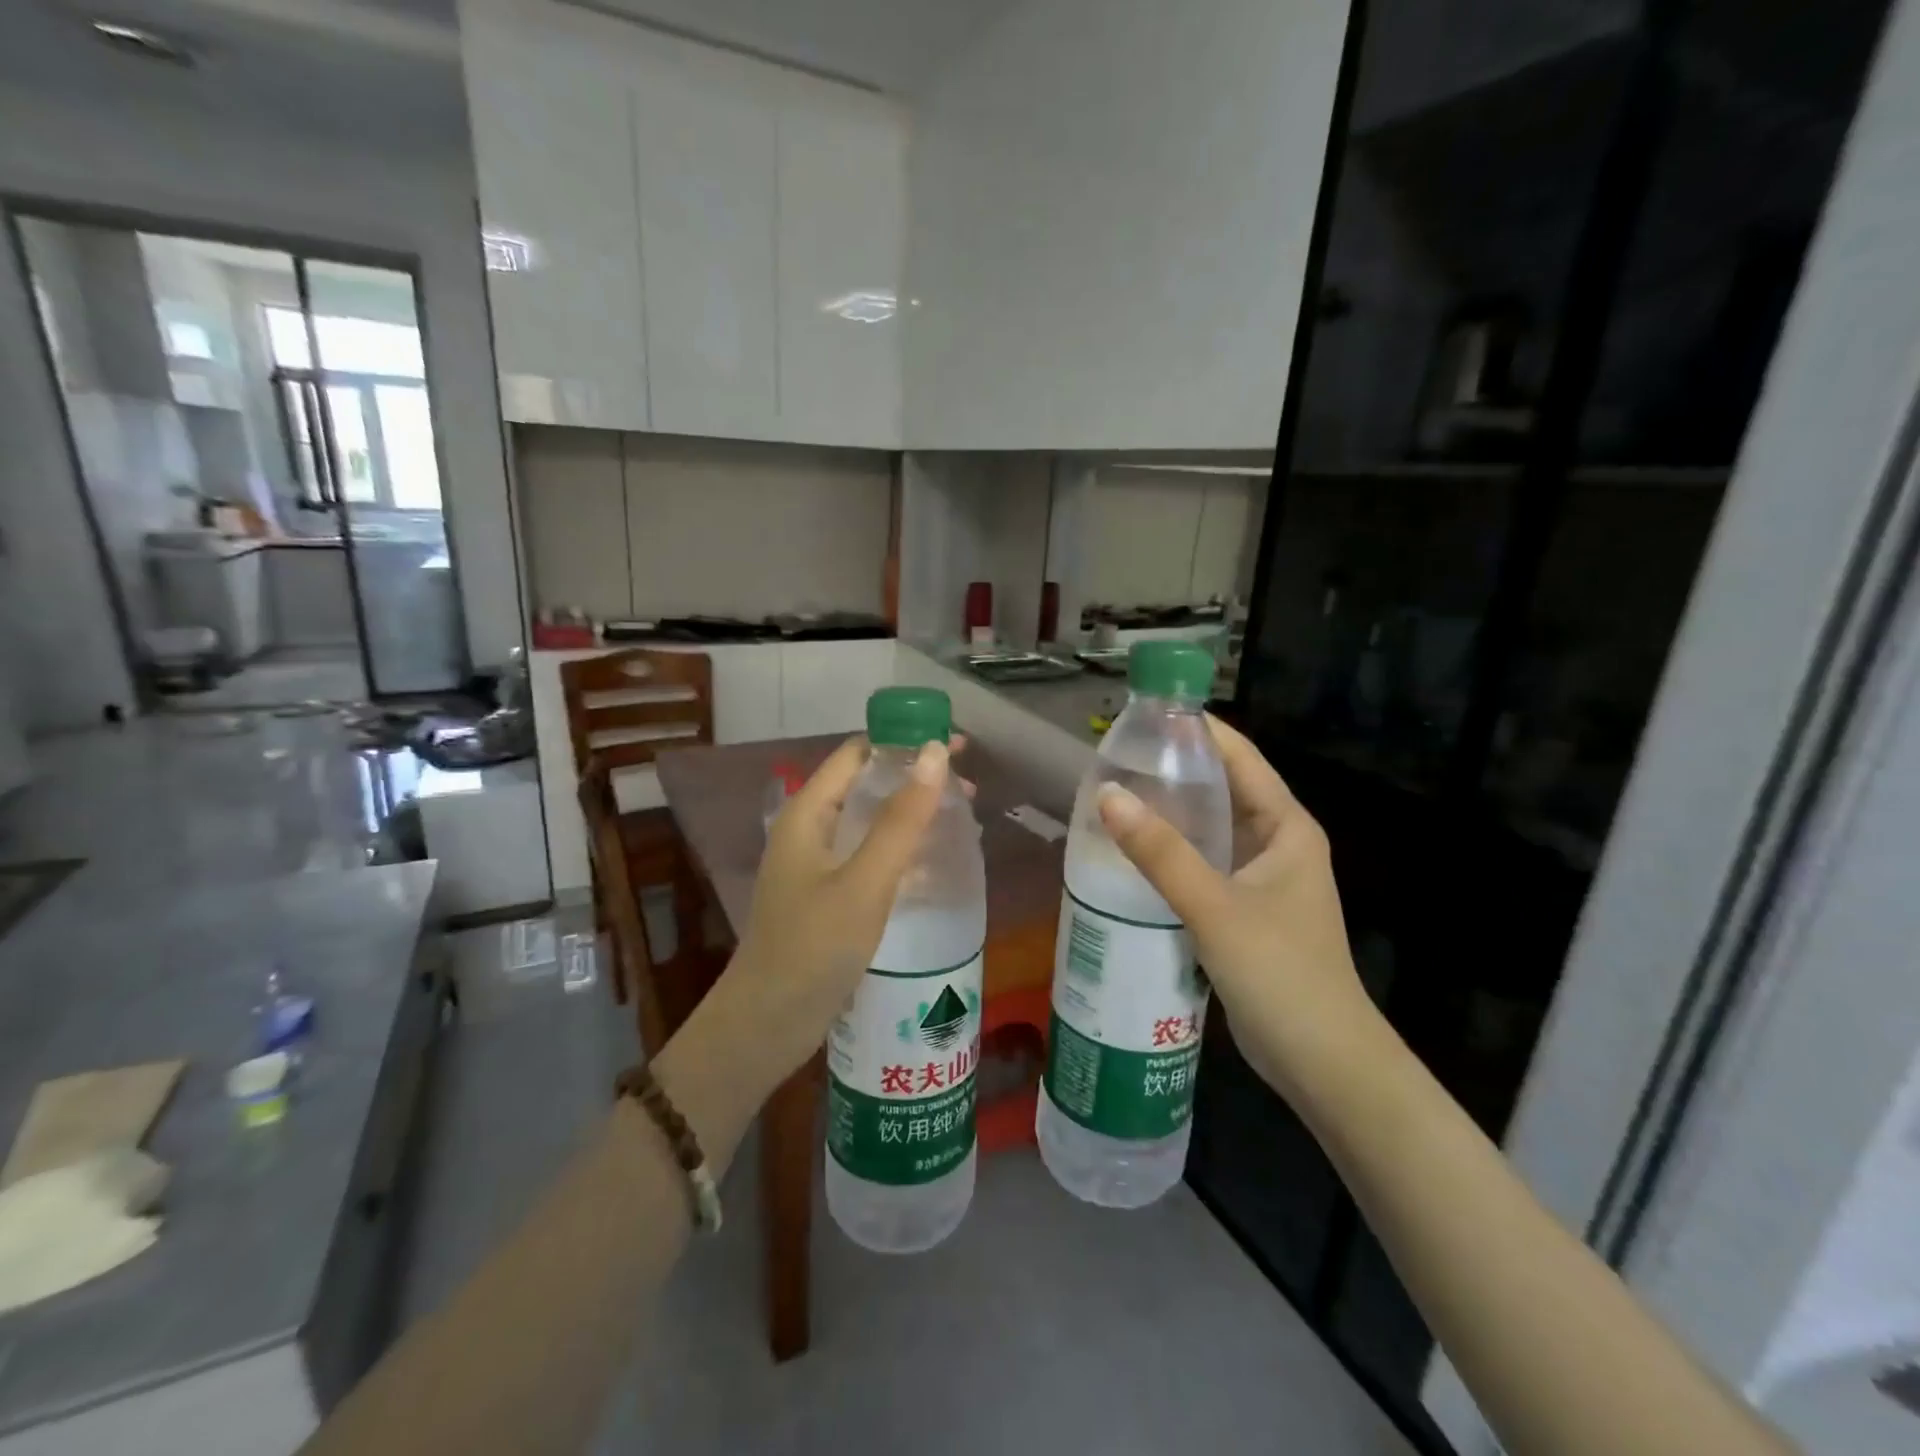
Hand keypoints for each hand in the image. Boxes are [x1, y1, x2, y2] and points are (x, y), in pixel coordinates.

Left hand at [715, 736, 954, 1091]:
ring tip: (961, 820)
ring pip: (871, 820)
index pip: (858, 753)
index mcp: (808, 812)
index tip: (956, 746)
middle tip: (969, 788)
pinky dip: (902, 848)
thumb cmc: (813, 947)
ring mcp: (817, 863)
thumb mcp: (864, 881)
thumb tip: (933, 753)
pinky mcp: (827, 894)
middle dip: (915, 778)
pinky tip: (934, 862)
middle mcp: (810, 828)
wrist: (766, 1024)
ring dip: (913, 813)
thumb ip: (901, 819)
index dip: (904, 741)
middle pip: (867, 784)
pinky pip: (869, 854)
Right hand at [1096, 717, 1385, 1100]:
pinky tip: (1132, 854)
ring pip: (1210, 829)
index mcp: (1287, 827)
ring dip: (1170, 813)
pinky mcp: (1245, 909)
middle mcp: (1278, 843)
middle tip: (1114, 758)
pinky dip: (1172, 853)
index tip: (1143, 715)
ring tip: (1113, 797)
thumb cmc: (1281, 974)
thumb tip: (1106, 794)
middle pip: (1222, 789)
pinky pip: (1204, 864)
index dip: (1196, 730)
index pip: (1239, 757)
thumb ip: (1161, 852)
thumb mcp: (1215, 908)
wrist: (1323, 1063)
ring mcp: (1262, 878)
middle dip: (1173, 771)